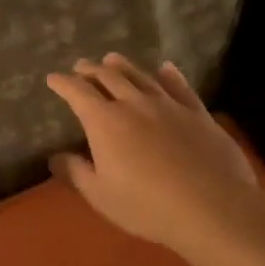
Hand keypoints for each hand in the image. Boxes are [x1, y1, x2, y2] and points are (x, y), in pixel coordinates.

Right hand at [45, 54, 260, 261]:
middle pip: (108, 77)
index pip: (77, 93)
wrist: (211, 207)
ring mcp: (168, 105)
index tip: (53, 79)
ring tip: (112, 58)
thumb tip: (55, 157)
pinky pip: (180, 87)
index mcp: (104, 122)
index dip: (63, 83)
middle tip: (81, 66)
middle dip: (90, 69)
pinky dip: (170, 75)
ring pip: (141, 76)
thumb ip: (75, 172)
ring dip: (123, 65)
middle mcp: (134, 104)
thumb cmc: (146, 206)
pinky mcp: (198, 113)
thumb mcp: (100, 195)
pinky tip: (166, 68)